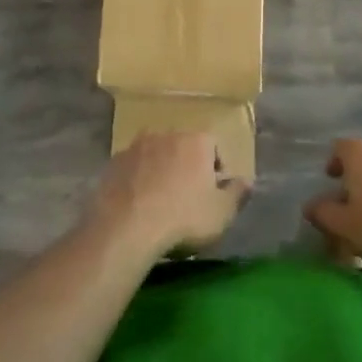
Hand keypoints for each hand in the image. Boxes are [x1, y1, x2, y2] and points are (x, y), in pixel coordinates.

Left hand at [90, 131, 248, 260]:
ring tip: (159, 201)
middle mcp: (167, 134)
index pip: (213, 146)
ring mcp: (137, 146)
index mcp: (197, 141)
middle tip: (186, 196)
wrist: (127, 228)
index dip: (215, 169)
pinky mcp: (114, 162)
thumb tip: (247, 181)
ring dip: (160, 170)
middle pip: (183, 147)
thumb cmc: (183, 219)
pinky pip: (133, 167)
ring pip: (156, 154)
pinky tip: (136, 203)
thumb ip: (238, 194)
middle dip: (187, 166)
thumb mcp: (221, 214)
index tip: (212, 193)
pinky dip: (137, 179)